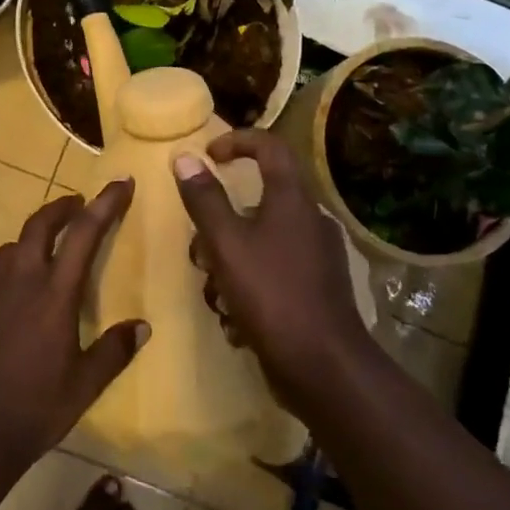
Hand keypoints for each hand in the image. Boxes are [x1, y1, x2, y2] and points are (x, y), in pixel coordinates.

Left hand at [0, 182, 148, 496]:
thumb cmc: (35, 409)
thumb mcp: (85, 386)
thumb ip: (114, 351)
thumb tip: (142, 327)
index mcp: (53, 295)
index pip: (83, 235)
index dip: (104, 204)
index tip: (121, 182)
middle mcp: (21, 284)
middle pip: (39, 226)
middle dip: (62, 207)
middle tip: (80, 203)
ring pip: (12, 246)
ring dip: (35, 233)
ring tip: (52, 242)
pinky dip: (16, 264)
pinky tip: (25, 291)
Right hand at [173, 129, 371, 405]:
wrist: (324, 367)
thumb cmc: (271, 294)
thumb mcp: (226, 244)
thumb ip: (204, 200)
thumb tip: (184, 157)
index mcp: (293, 200)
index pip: (270, 146)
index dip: (237, 142)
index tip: (207, 156)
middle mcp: (309, 221)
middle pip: (258, 201)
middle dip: (220, 225)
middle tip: (200, 251)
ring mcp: (316, 258)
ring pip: (260, 242)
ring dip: (230, 264)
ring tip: (216, 296)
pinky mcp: (315, 290)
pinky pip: (272, 272)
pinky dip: (249, 288)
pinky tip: (237, 321)